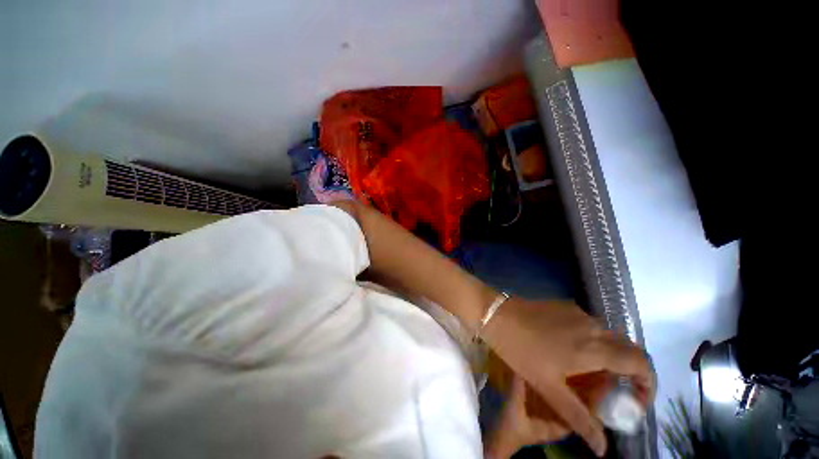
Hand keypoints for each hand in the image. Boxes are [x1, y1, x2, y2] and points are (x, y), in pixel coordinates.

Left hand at [482, 298, 654, 456]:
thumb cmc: (521, 350)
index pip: (641, 363)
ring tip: (591, 374)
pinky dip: (592, 341)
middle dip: (628, 372)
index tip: (636, 401)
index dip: (648, 384)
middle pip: (627, 349)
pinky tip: (572, 351)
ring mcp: (577, 312)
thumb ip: (579, 418)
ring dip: (609, 356)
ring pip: (607, 336)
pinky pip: (589, 325)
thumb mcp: (549, 387)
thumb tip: (602, 448)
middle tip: (611, 391)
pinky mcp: (564, 305)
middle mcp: (592, 326)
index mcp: (594, 347)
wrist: (495, 314)